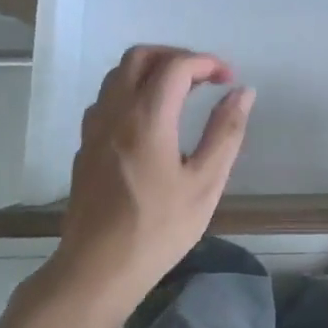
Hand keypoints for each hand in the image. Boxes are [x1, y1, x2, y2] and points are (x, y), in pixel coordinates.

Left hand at [54, 45, 254, 311]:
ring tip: (181, 93)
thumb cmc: (157, 229)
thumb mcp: (205, 183)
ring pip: (118, 74)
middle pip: (140, 56)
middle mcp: (116, 111)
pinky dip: (132, 91)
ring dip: (151, 71)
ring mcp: (94, 128)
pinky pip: (107, 98)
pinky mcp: (85, 146)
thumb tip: (242, 92)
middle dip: (176, 56)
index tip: (229, 79)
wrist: (96, 270)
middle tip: (204, 78)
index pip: (177, 65)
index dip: (207, 63)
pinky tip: (151, 120)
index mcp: (147, 117)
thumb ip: (226, 132)